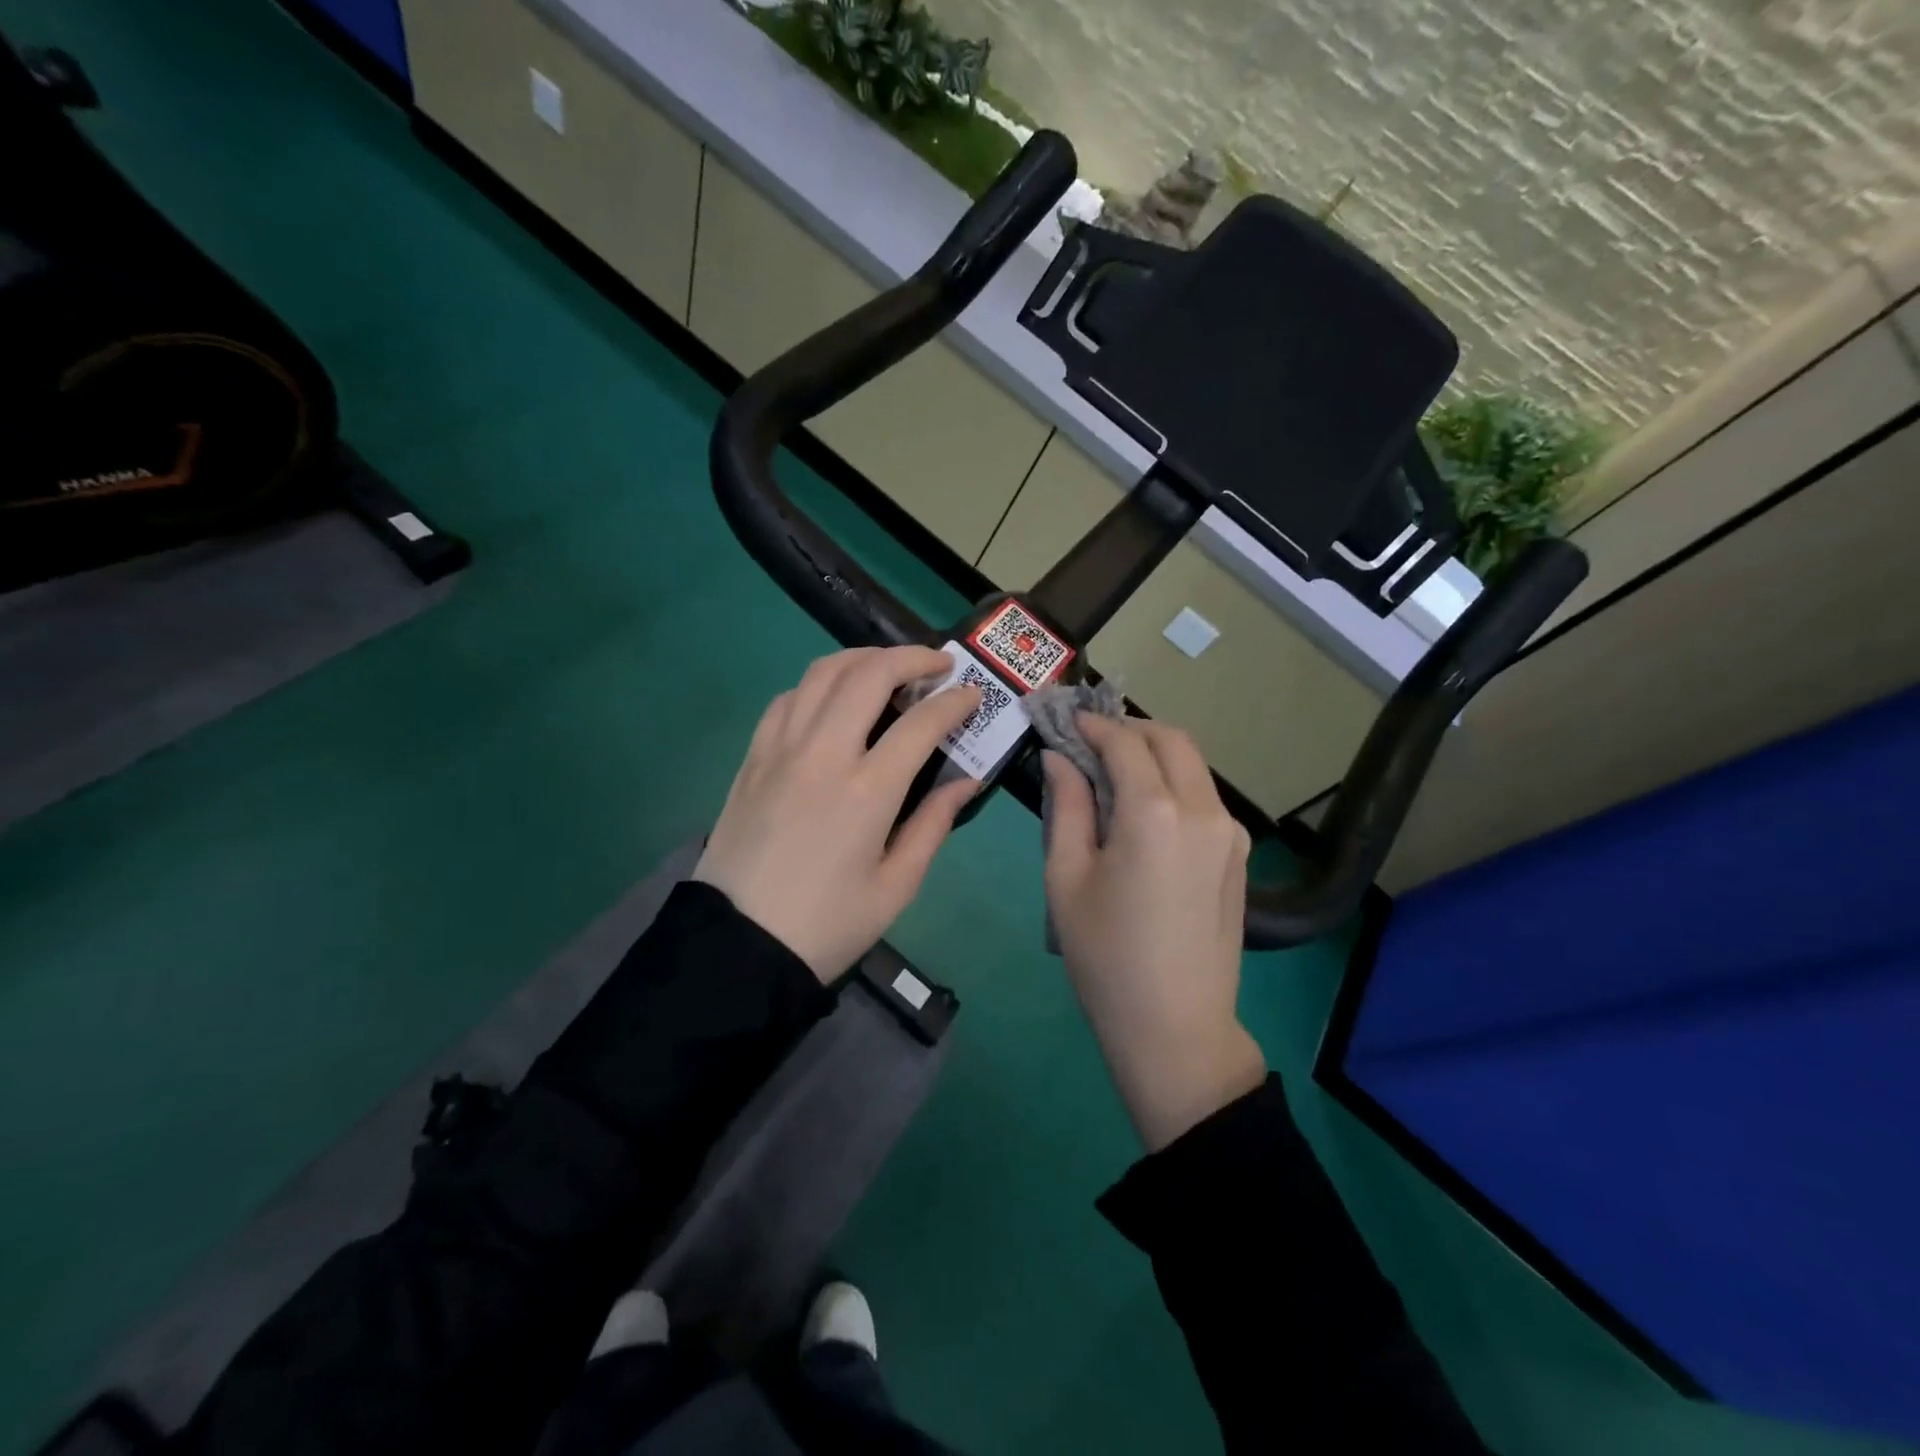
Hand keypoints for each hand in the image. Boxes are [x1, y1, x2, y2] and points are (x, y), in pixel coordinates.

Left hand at [694, 646, 981, 981]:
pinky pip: (787, 698)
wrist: (738, 944)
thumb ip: (934, 824)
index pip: (921, 722)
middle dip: (912, 657)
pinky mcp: (753, 756)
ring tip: (889, 668)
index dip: (955, 701)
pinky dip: (819, 683)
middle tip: (938, 663)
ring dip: (863, 658)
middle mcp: (823, 754)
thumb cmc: (827, 924)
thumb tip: (965, 780)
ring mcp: (781, 749)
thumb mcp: (896, 886)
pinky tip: (834, 698)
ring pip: (823, 673)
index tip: (973, 695)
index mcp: (867, 791)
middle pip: (869, 674)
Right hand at [1043, 716, 1265, 1151]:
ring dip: (1154, 755)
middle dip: (1130, 729)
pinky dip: (1173, 784)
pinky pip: (1204, 798)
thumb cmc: (1105, 956)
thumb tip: (1059, 758)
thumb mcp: (1066, 878)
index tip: (1067, 720)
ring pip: (1193, 766)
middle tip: (1091, 741)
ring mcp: (1231, 833)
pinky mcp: (1239, 856)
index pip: (1124, 743)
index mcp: (1155, 813)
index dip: (1093, 725)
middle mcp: (1203, 810)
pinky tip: (1144, 811)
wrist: (1175, 1028)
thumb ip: (1067, 806)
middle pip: (1172, 740)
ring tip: (1113, 774)